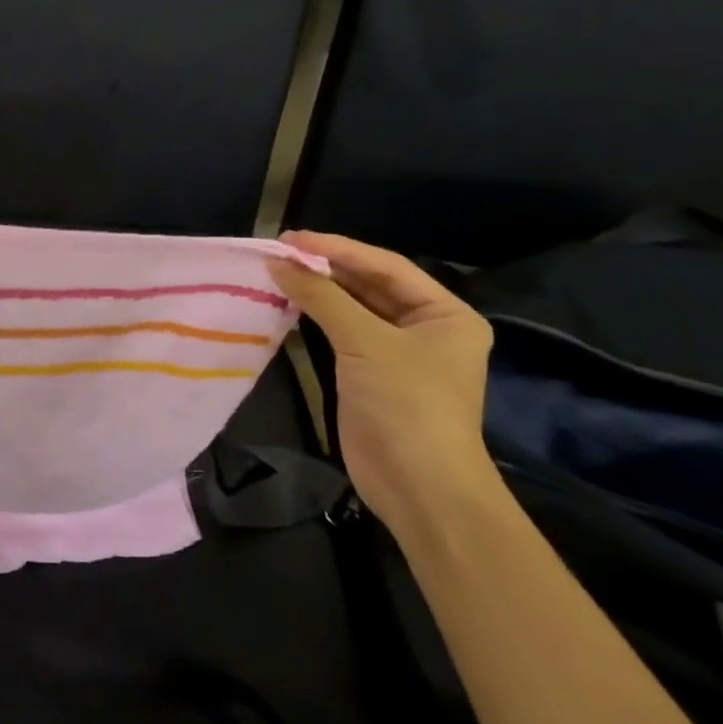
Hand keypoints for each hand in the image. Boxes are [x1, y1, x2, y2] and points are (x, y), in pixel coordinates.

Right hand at [266, 232, 498, 542]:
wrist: (418, 486)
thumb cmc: (406, 404)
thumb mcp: (365, 342)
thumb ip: (321, 297)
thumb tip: (277, 262)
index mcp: (445, 313)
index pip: (386, 266)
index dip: (338, 248)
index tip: (291, 237)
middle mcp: (426, 327)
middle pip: (370, 285)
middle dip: (326, 268)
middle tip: (279, 251)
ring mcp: (398, 353)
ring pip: (353, 309)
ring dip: (318, 292)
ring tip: (277, 271)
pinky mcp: (372, 375)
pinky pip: (341, 334)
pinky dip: (316, 318)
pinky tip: (288, 304)